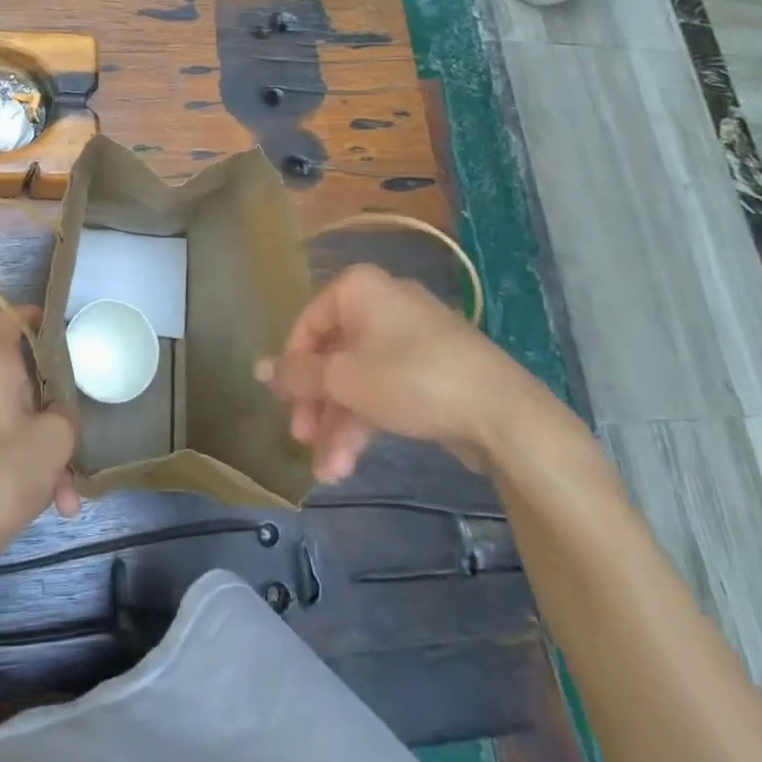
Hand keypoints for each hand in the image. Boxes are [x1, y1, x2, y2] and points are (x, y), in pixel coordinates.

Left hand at [0, 306, 80, 578]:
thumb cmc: (3, 475)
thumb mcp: (56, 440)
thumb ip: (66, 412)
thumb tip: (56, 410)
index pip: (9, 319)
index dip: (34, 316)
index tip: (59, 327)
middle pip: (18, 377)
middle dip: (51, 411)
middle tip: (74, 440)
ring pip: (10, 416)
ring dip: (40, 447)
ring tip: (63, 494)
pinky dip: (18, 460)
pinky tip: (45, 503)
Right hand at [255, 264, 553, 481]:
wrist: (503, 413)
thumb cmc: (410, 379)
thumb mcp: (343, 379)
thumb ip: (297, 374)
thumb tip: (257, 368)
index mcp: (358, 289)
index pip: (307, 324)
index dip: (291, 366)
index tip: (283, 405)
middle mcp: (382, 303)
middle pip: (333, 355)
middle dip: (316, 405)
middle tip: (301, 439)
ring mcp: (411, 337)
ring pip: (358, 378)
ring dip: (339, 424)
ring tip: (329, 471)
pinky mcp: (433, 369)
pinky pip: (386, 388)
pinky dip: (367, 420)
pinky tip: (351, 461)